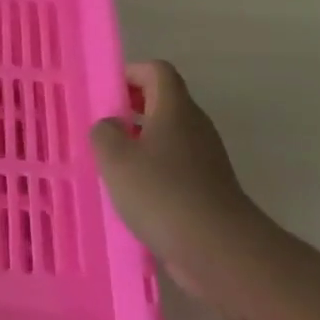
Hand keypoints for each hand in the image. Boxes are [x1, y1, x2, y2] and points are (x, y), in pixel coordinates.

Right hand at [91, 60, 256, 297]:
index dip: (130, 74)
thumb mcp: (116, 158)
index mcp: (175, 109)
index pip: (157, 71)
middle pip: (163, 102)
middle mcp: (194, 127)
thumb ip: (104, 133)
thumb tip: (110, 126)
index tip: (105, 94)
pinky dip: (152, 172)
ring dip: (139, 143)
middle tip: (100, 129)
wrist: (218, 248)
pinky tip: (130, 194)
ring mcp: (205, 159)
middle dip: (130, 110)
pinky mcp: (207, 188)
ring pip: (167, 137)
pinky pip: (174, 167)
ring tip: (109, 164)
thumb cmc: (162, 192)